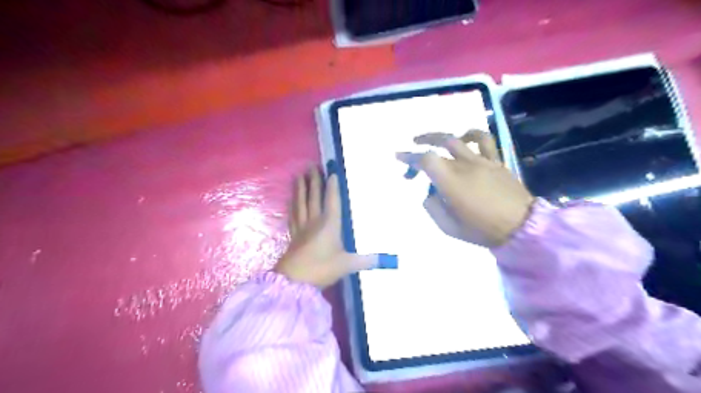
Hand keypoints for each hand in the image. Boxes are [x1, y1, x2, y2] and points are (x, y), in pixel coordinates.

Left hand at [274, 167, 377, 286]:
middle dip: (314, 181)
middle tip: (312, 166)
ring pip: (301, 203)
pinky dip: (292, 204)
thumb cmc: (321, 268)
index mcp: (329, 224)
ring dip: (300, 188)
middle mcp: (315, 221)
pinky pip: (293, 214)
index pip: (332, 200)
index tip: (332, 172)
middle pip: (314, 197)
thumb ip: (366, 260)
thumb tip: (386, 259)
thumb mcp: (347, 265)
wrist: (294, 281)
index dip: (332, 186)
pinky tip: (291, 200)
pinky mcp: (294, 235)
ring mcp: (302, 227)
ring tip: (299, 176)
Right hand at [397, 131, 534, 247]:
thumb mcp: (448, 227)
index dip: (409, 157)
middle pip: (440, 144)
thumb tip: (431, 194)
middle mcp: (464, 165)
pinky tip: (465, 138)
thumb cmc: (481, 230)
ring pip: (459, 138)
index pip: (425, 160)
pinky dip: (472, 135)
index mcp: (451, 182)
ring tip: (435, 138)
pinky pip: (485, 141)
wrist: (520, 227)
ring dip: (443, 135)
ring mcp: (482, 161)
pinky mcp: (496, 162)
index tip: (399, 157)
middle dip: (422, 143)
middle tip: (412, 145)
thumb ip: (432, 207)